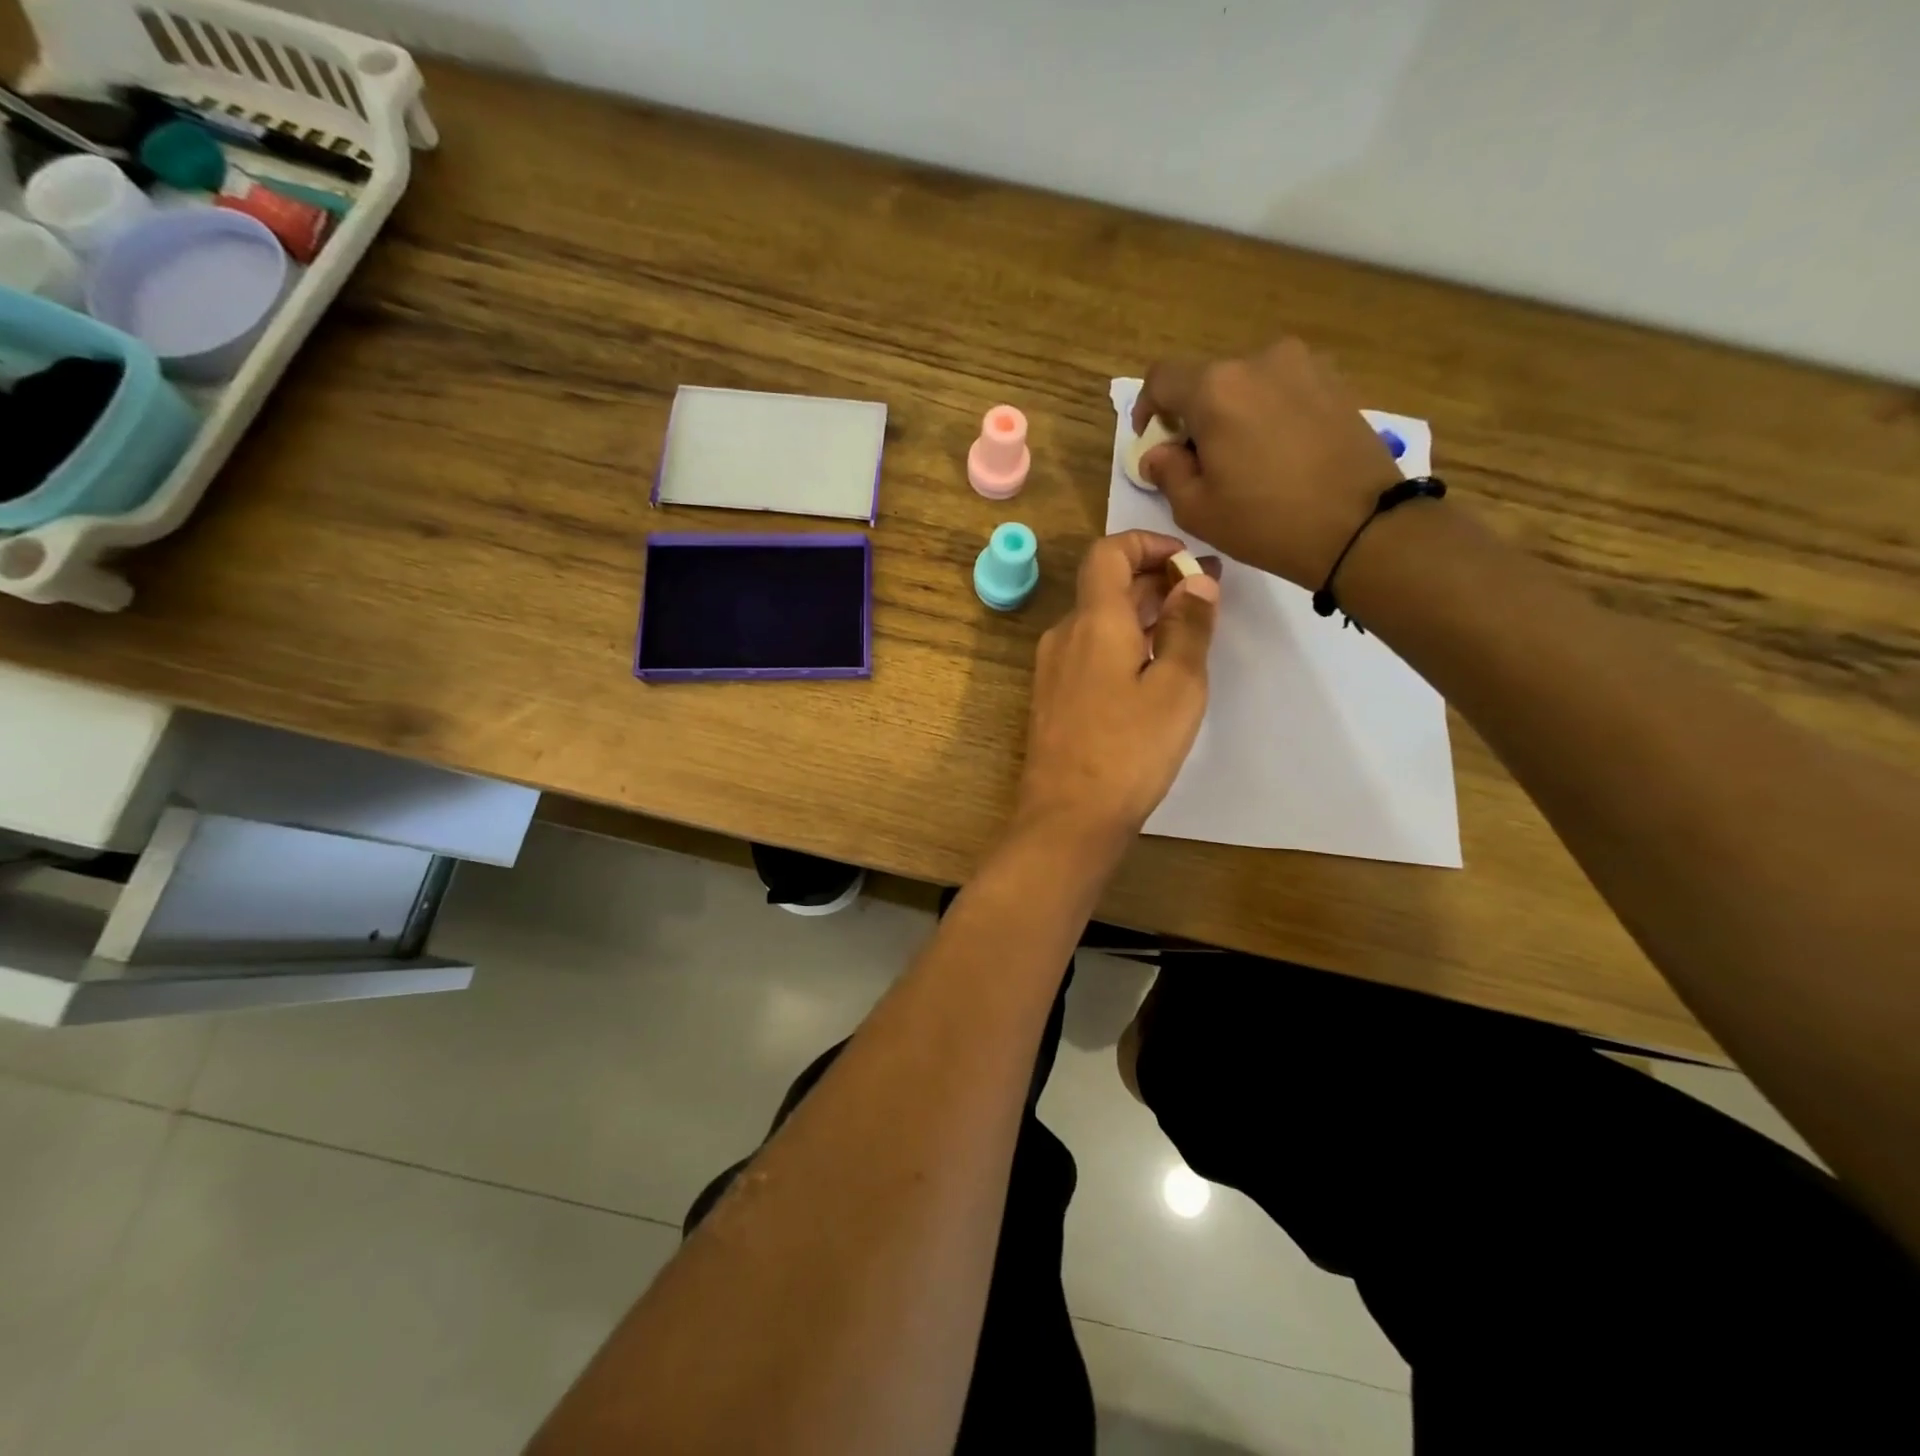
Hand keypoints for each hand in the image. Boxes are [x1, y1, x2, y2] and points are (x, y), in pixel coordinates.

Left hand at [1014, 531, 1218, 853]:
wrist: (1068, 816)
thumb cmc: (1129, 749)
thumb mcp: (1177, 686)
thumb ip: (1188, 627)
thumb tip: (1196, 582)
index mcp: (1094, 620)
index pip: (1109, 552)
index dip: (1148, 544)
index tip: (1188, 562)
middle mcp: (1065, 635)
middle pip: (1106, 587)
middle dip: (1155, 581)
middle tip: (1205, 594)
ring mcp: (1053, 669)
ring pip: (1098, 622)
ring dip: (1140, 615)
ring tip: (1187, 630)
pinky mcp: (1052, 699)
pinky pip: (1089, 652)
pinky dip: (1122, 644)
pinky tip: (1151, 670)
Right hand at [1131, 337, 1403, 589]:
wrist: (1361, 526)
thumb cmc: (1266, 521)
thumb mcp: (1197, 509)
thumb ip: (1167, 472)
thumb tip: (1158, 453)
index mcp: (1216, 389)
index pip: (1162, 378)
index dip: (1147, 406)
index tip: (1151, 438)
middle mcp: (1259, 361)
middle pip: (1207, 380)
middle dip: (1193, 416)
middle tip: (1198, 461)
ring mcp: (1303, 366)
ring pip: (1247, 384)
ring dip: (1233, 414)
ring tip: (1243, 460)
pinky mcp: (1335, 381)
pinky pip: (1283, 390)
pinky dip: (1268, 414)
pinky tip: (1278, 454)